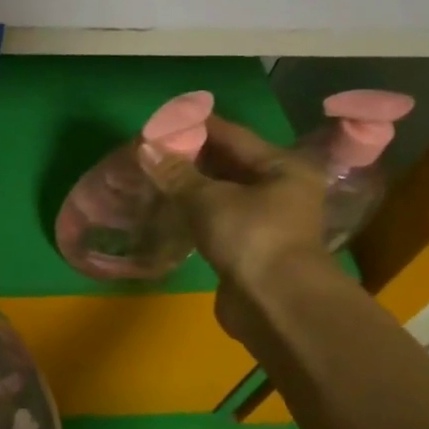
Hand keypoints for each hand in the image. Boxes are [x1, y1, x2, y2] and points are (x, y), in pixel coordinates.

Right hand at [141, 116, 336, 340]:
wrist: (277, 306)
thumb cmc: (252, 239)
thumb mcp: (209, 200)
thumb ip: (177, 174)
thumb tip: (146, 147)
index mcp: (282, 166)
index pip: (233, 135)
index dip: (196, 126)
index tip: (162, 122)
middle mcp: (280, 189)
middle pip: (230, 163)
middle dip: (191, 157)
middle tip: (152, 151)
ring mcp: (266, 221)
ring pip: (222, 193)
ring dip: (191, 186)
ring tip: (154, 177)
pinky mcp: (249, 248)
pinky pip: (218, 219)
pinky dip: (195, 212)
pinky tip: (169, 209)